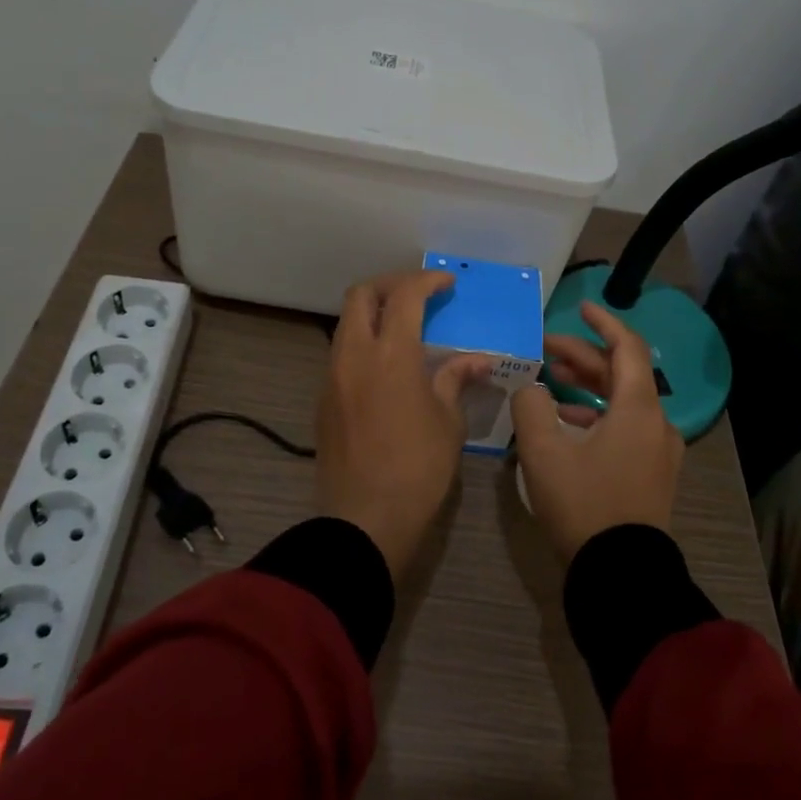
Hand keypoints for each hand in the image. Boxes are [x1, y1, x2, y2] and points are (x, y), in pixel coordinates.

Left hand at [317, 270, 492, 578]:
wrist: (365, 518)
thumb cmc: (418, 468)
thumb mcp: (448, 421)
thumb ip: (456, 379)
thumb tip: (477, 359)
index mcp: (391, 354)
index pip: (404, 295)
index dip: (426, 281)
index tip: (446, 283)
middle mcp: (355, 355)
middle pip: (361, 295)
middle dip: (390, 285)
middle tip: (418, 296)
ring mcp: (333, 376)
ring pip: (346, 324)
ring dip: (372, 314)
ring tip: (403, 328)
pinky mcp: (323, 399)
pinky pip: (341, 353)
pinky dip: (362, 343)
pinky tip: (384, 367)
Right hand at [512, 302, 685, 561]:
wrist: (621, 575)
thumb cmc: (584, 503)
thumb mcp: (544, 451)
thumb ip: (531, 406)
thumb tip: (531, 388)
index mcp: (638, 408)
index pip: (626, 347)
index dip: (603, 323)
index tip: (581, 308)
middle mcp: (657, 423)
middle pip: (621, 374)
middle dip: (583, 358)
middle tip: (545, 350)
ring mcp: (658, 451)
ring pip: (622, 402)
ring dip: (588, 387)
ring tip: (550, 382)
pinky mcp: (652, 474)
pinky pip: (626, 428)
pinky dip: (597, 415)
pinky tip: (566, 423)